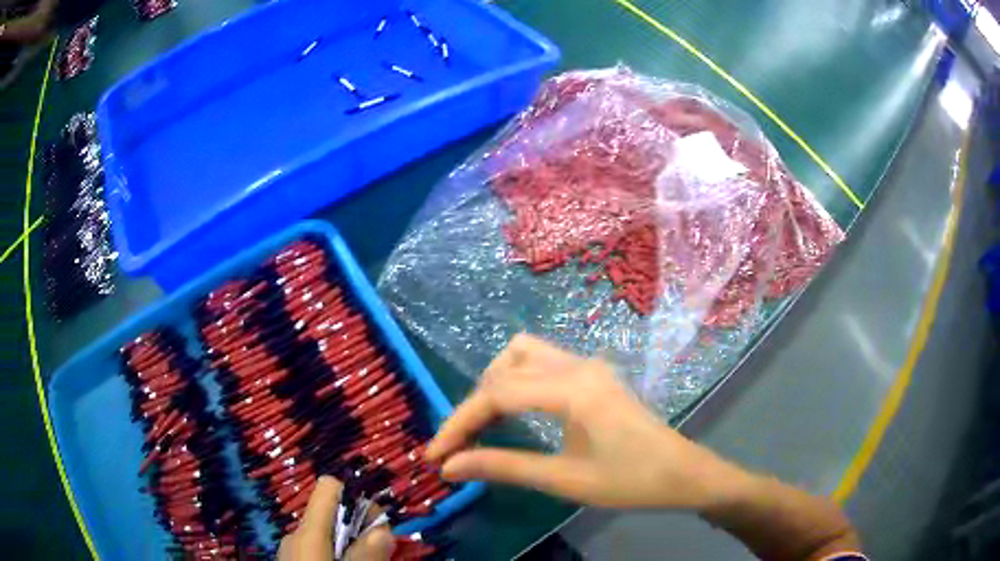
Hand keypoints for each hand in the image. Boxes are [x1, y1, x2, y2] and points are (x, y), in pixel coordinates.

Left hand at [277, 476, 394, 560]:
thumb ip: (365, 553)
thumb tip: (384, 530)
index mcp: (307, 529)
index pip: (329, 487)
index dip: (357, 499)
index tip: (377, 523)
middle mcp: (296, 532)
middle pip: (333, 513)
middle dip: (360, 527)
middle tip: (381, 550)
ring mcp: (292, 548)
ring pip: (328, 533)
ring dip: (351, 543)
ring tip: (367, 559)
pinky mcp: (293, 559)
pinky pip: (319, 547)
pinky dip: (337, 552)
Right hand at [425, 334, 743, 508]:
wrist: (681, 473)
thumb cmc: (629, 481)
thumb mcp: (564, 480)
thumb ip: (504, 467)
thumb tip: (450, 467)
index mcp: (572, 389)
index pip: (496, 394)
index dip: (459, 424)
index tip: (435, 455)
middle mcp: (578, 365)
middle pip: (505, 367)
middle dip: (475, 404)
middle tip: (461, 444)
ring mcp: (588, 366)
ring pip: (524, 355)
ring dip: (496, 385)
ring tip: (486, 426)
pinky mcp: (593, 375)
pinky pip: (543, 363)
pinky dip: (518, 383)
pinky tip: (517, 414)